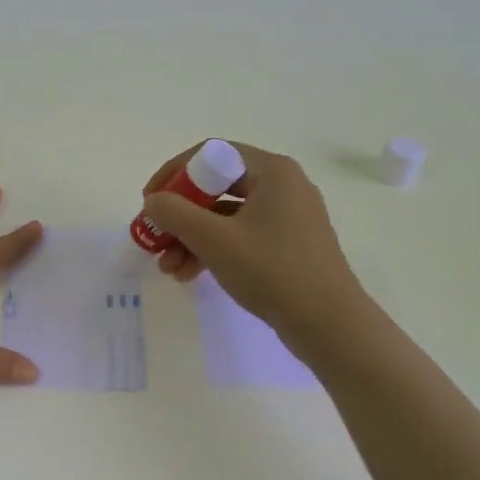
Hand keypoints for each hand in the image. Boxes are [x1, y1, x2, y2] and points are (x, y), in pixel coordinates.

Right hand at [142, 141, 366, 346]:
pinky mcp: (288, 244)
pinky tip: (189, 274)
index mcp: (272, 171)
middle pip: (216, 186)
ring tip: (168, 268)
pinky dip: (214, 250)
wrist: (330, 325)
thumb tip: (153, 201)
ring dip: (192, 237)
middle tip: (154, 236)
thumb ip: (175, 214)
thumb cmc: (273, 271)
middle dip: (180, 214)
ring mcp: (288, 216)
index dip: (173, 173)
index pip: (211, 153)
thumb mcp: (215, 240)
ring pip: (225, 215)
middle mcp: (282, 185)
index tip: (149, 201)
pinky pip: (241, 235)